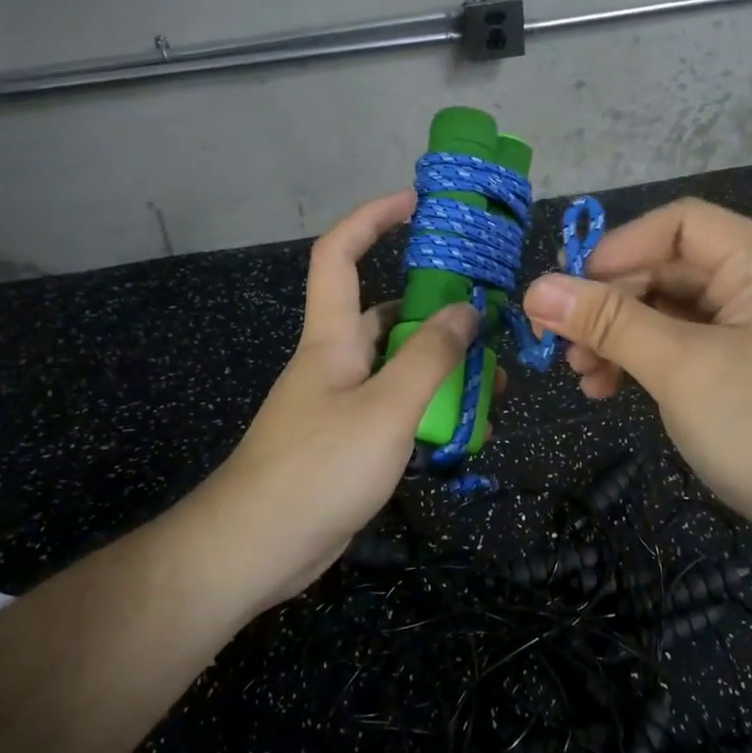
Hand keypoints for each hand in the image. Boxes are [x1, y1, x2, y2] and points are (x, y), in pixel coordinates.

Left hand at [198, 191, 478, 607]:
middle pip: (388, 314)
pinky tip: (468, 426)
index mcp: (332, 337)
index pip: (340, 254)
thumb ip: (430, 356)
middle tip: (490, 318)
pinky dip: (432, 409)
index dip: (372, 218)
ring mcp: (343, 402)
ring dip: (444, 367)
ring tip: (495, 381)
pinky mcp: (352, 440)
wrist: (256, 550)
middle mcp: (337, 360)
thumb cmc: (318, 467)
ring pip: (401, 366)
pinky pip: (399, 408)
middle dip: (438, 309)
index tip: (416, 202)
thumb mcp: (386, 408)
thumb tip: (468, 308)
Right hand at [521, 198, 751, 544]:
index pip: (680, 224)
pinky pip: (684, 345)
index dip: (620, 248)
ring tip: (582, 377)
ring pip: (670, 312)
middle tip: (561, 344)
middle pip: (670, 268)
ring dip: (620, 336)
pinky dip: (645, 361)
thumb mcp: (680, 370)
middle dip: (612, 303)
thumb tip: (535, 288)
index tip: (571, 290)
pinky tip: (609, 390)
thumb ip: (608, 323)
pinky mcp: (746, 367)